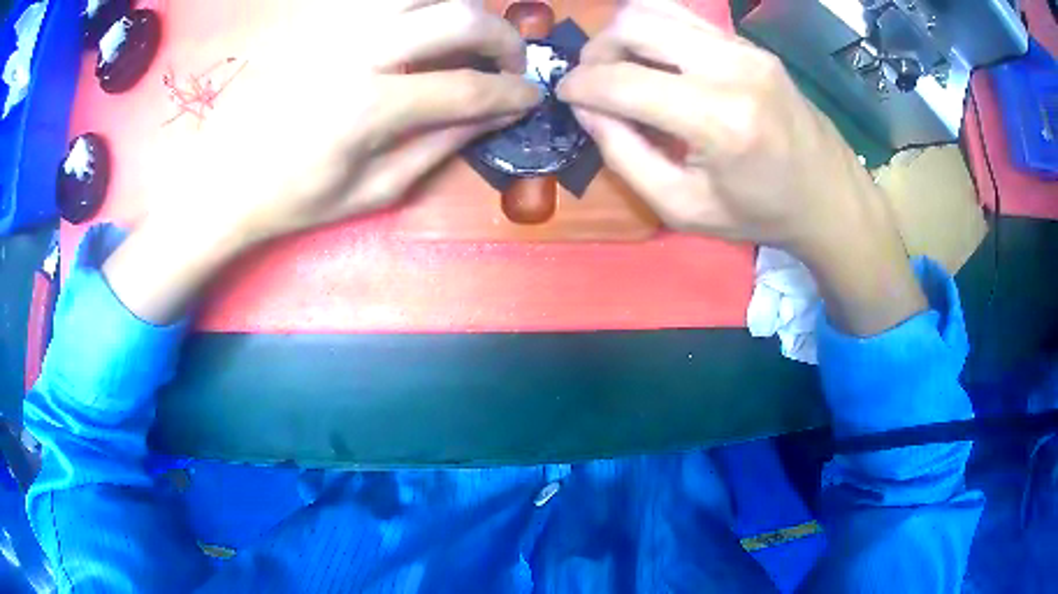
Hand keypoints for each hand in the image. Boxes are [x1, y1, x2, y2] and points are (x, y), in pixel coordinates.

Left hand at [158, 0, 540, 244]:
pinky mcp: (321, 19)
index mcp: (372, 107)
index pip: (469, 87)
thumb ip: (440, 146)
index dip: (513, 92)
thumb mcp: (374, 190)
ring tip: (467, 39)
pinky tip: (420, 29)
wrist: (225, 179)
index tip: (533, 96)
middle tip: (510, 62)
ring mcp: (338, 26)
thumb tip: (494, 116)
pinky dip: (417, 7)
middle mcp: (361, 51)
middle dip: (504, 38)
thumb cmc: (296, 198)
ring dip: (461, 11)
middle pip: (459, 18)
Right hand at [558, 0, 924, 334]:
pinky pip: (686, 17)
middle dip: (597, 49)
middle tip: (594, 80)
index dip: (579, 85)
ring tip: (621, 66)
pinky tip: (655, 57)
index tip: (566, 95)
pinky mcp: (752, 44)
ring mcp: (745, 49)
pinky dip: (656, 29)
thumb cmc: (760, 214)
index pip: (621, 80)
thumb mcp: (683, 208)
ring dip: (624, 34)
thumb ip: (625, 156)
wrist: (830, 198)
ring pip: (656, 10)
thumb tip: (587, 110)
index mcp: (717, 120)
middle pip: (633, 25)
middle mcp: (731, 69)